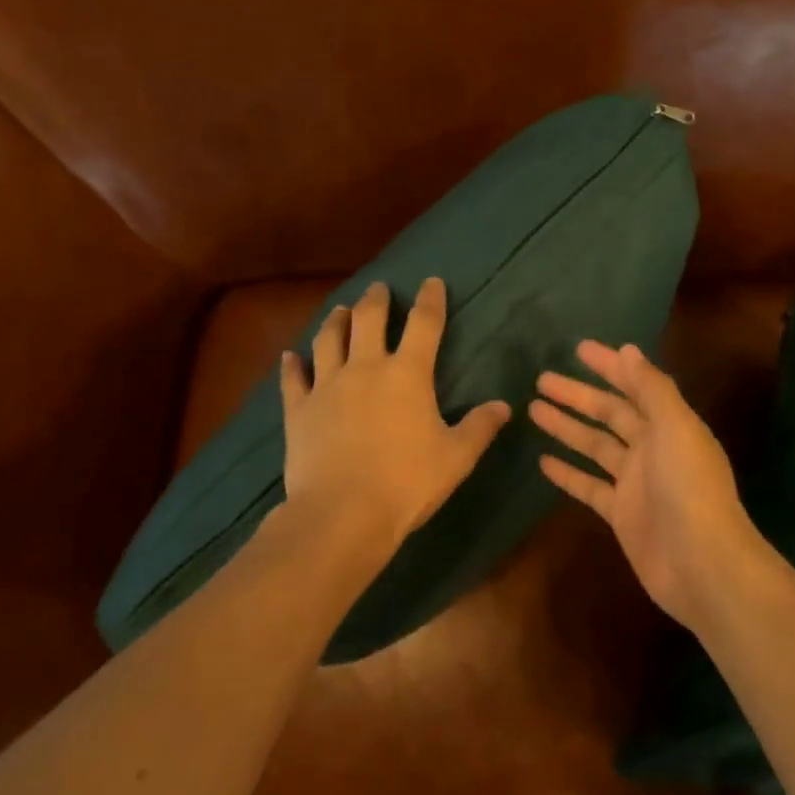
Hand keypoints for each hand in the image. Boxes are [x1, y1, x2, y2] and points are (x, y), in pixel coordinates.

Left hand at [280, 278, 510, 553]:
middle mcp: (365, 368)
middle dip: (376, 300)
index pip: (424, 324)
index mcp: (407, 374)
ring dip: (335, 321)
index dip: (430, 300)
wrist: (343, 513)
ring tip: (340, 310)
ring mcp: (327, 386)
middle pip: (368, 320)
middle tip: (379, 288)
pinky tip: (290, 356)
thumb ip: (480, 427)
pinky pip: (292, 379)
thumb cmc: (407, 482)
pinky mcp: (298, 410)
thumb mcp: (456, 457)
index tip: (432, 281)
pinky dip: (291, 365)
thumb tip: (503, 406)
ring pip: (328, 340)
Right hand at [530, 341, 762, 630]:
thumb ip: (652, 389)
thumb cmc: (689, 488)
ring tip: (533, 410)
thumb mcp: (675, 427)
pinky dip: (568, 473)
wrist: (701, 564)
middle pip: (609, 414)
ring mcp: (635, 483)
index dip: (609, 366)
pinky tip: (542, 461)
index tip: (578, 348)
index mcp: (670, 424)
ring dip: (567, 428)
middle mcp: (652, 449)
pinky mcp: (620, 514)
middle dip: (578, 395)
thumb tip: (628, 350)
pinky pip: (589, 485)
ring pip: (594, 446)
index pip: (634, 386)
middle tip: (541, 379)